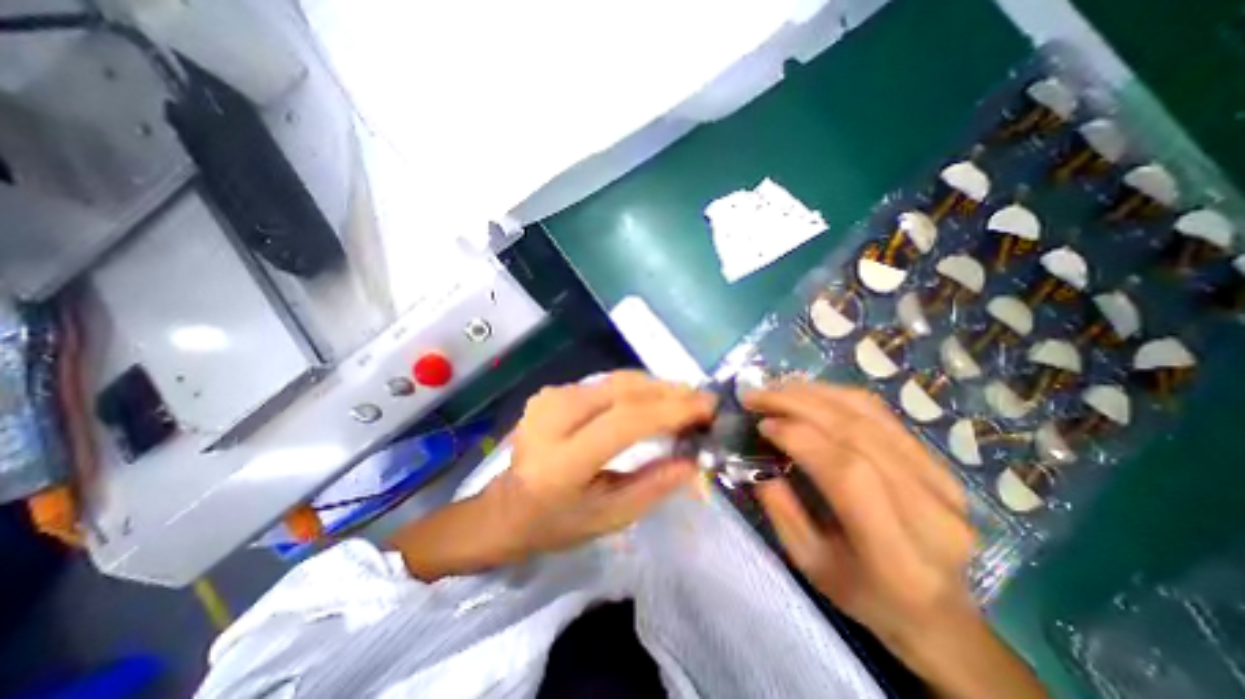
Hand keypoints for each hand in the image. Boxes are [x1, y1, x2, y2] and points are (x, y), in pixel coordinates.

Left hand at [500, 374, 719, 559]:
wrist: (504, 507)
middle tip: (702, 402)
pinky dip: (634, 389)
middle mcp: (553, 418)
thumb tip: (693, 460)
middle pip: (622, 391)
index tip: (707, 408)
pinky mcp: (553, 391)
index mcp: (561, 460)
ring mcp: (550, 398)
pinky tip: (652, 400)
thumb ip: (653, 487)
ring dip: (654, 388)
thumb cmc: (556, 524)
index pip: (624, 421)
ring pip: (616, 381)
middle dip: (669, 392)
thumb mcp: (609, 518)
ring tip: (684, 401)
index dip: (670, 411)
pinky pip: (604, 383)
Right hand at [743, 382, 1043, 698]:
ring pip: (870, 414)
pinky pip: (882, 414)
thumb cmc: (864, 594)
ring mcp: (944, 481)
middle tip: (758, 394)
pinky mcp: (941, 463)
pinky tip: (808, 393)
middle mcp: (931, 512)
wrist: (937, 611)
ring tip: (776, 388)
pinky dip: (837, 396)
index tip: (762, 424)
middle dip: (799, 403)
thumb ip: (781, 509)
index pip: (848, 472)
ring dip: (815, 393)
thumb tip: (760, 457)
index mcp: (897, 555)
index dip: (801, 437)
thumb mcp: (809, 563)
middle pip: (858, 432)